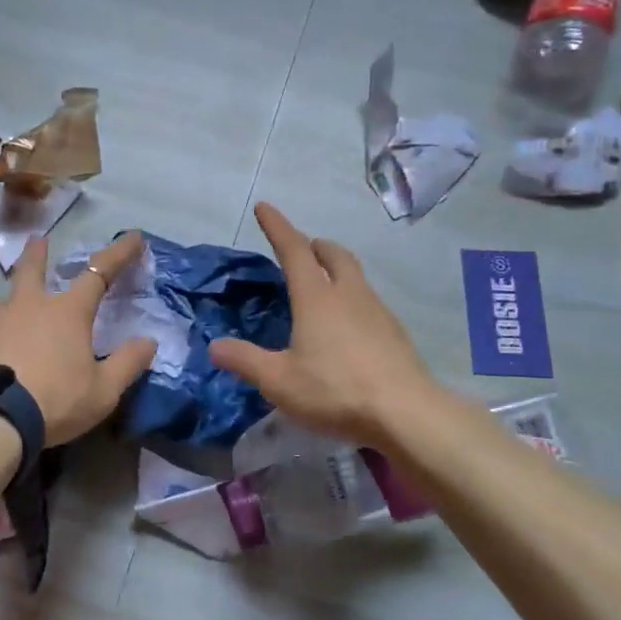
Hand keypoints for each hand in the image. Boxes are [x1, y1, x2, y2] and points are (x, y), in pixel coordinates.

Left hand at [0, 233, 158, 445]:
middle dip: (37, 253)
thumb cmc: (53, 401)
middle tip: (37, 239)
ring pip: (4, 303)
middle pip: (31, 270)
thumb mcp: (102, 391)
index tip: (133, 237)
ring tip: (12, 315)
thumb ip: (127, 364)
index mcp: (66, 312)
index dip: (119, 254)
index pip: (99, 273)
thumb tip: (149, 341)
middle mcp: (26, 306)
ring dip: (12, 303)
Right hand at [210, 203, 438, 449]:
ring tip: (323, 285)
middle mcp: (348, 295)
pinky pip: (369, 301)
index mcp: (316, 298)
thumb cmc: (335, 390)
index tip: (265, 207)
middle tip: (303, 249)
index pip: (294, 250)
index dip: (278, 227)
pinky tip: (349, 325)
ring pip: (355, 276)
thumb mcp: (279, 380)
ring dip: (337, 269)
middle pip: (334, 255)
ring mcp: (377, 311)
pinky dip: (353, 298)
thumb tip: (214, 346)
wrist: (405, 412)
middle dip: (316, 245)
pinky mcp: (394, 332)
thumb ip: (245, 361)